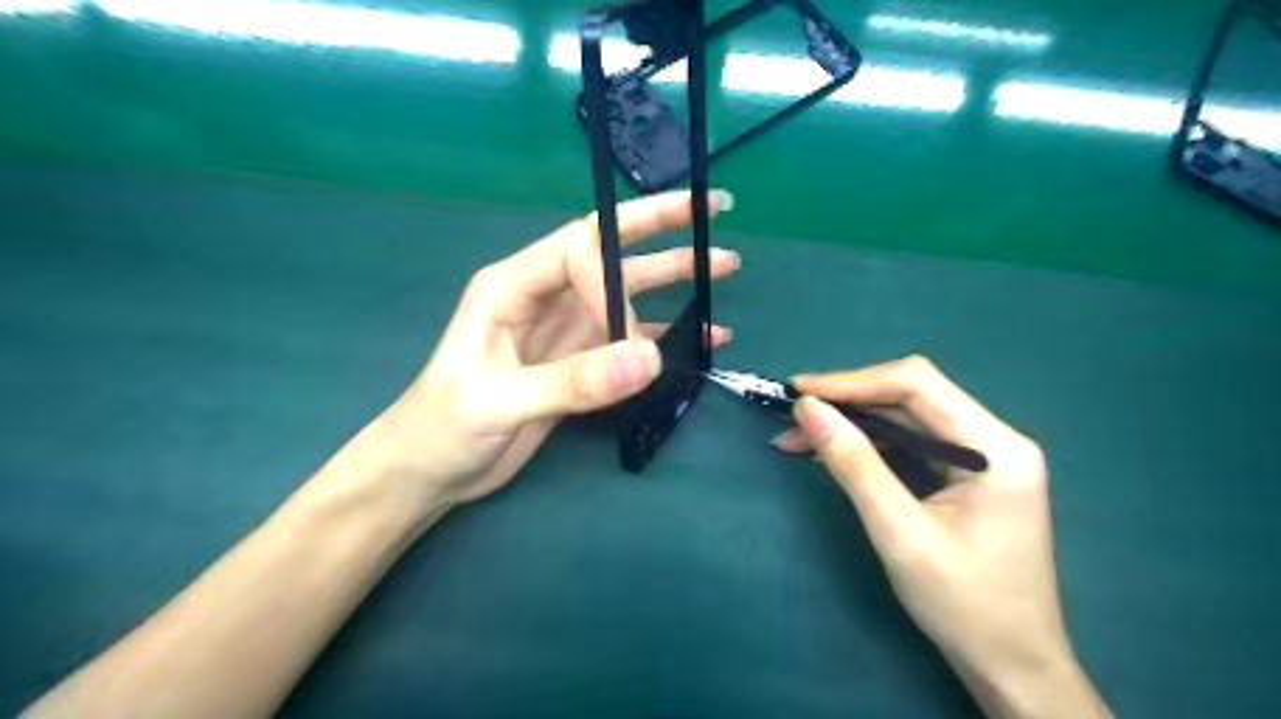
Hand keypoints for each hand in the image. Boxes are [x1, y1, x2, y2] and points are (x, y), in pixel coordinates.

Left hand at [321, 190, 741, 524]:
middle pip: (609, 251)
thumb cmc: (440, 429)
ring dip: (673, 277)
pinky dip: (667, 334)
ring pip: (627, 293)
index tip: (630, 332)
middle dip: (660, 228)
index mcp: (510, 286)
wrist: (430, 472)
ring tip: (722, 266)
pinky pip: (630, 340)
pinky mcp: (579, 363)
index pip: (576, 251)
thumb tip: (650, 359)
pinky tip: (704, 335)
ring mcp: (565, 330)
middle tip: (712, 209)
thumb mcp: (496, 403)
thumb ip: (572, 381)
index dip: (613, 277)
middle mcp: (543, 297)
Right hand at [781, 363, 1111, 718]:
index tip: (799, 391)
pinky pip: (912, 443)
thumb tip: (808, 409)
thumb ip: (854, 464)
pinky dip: (869, 444)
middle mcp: (995, 439)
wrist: (1013, 667)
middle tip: (795, 416)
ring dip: (853, 423)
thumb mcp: (899, 533)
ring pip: (906, 418)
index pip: (917, 385)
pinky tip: (834, 453)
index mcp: (996, 447)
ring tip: (799, 437)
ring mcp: (984, 457)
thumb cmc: (964, 605)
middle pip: (911, 395)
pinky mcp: (968, 475)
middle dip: (848, 401)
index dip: (852, 381)